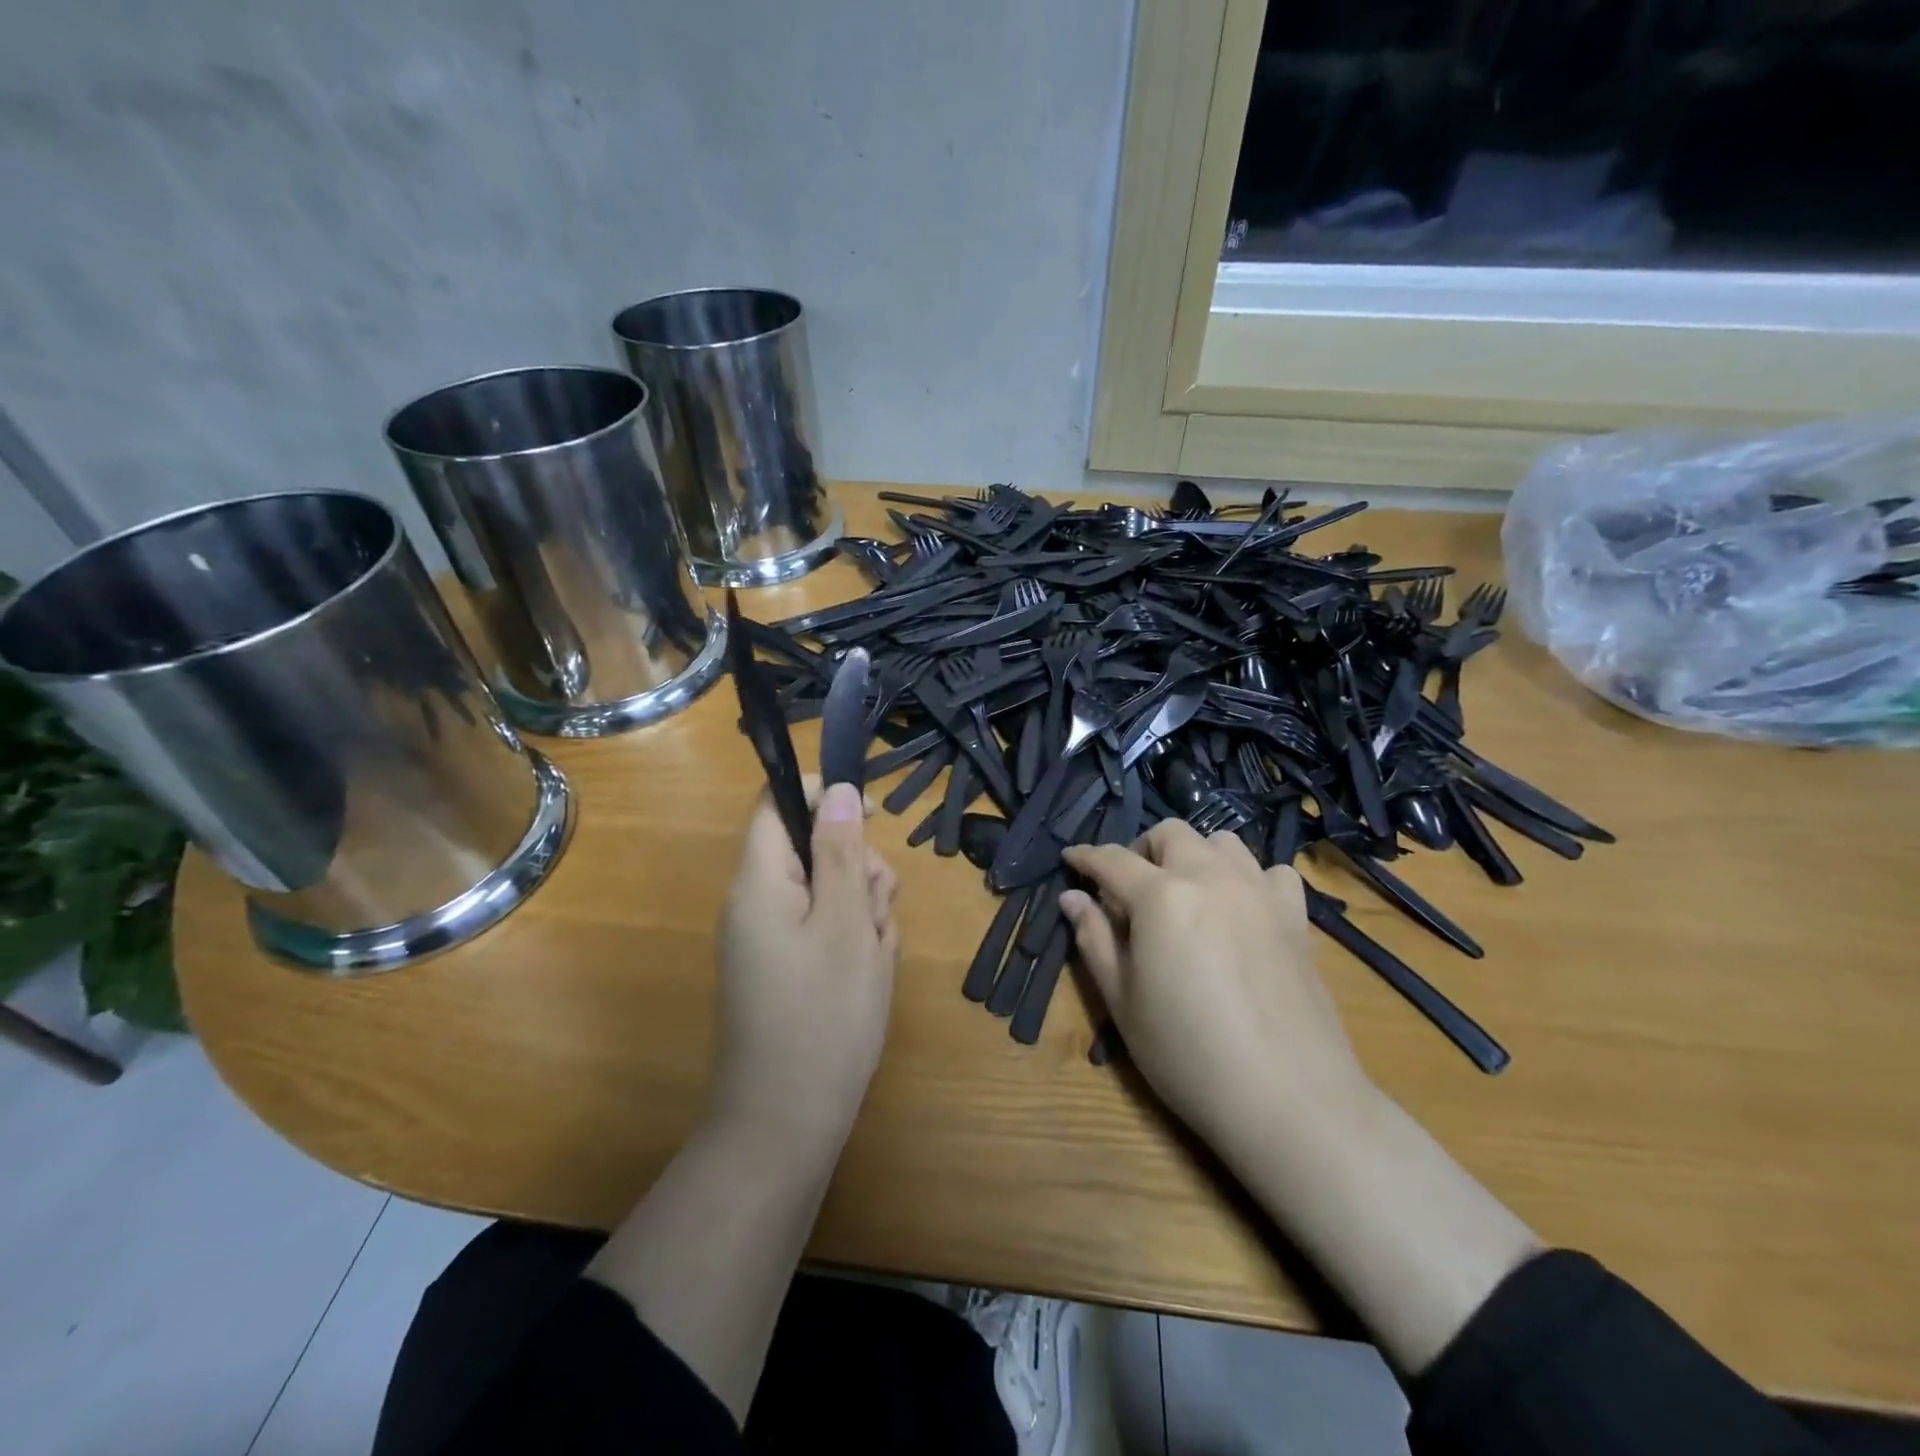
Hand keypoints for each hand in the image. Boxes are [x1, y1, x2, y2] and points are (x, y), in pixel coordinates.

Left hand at [711, 779, 899, 1149]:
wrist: (786, 1126)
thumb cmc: (822, 1017)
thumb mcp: (844, 923)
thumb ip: (841, 851)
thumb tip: (837, 789)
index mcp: (760, 881)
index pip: (778, 803)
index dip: (824, 796)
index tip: (873, 817)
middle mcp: (759, 902)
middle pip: (816, 849)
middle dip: (859, 870)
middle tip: (875, 913)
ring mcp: (773, 939)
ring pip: (831, 891)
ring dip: (865, 912)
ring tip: (875, 959)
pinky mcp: (789, 968)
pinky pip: (828, 931)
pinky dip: (856, 944)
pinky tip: (869, 978)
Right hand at [1060, 821, 1371, 1154]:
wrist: (1289, 1099)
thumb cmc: (1189, 1055)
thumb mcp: (1123, 1002)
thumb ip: (1094, 940)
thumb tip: (1073, 897)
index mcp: (1161, 896)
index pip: (1112, 860)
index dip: (1085, 857)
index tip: (1070, 859)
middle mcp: (1211, 877)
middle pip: (1169, 834)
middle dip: (1141, 850)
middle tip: (1129, 892)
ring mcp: (1259, 892)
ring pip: (1221, 841)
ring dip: (1193, 856)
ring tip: (1184, 895)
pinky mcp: (1295, 916)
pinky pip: (1270, 872)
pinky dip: (1247, 878)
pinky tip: (1240, 909)